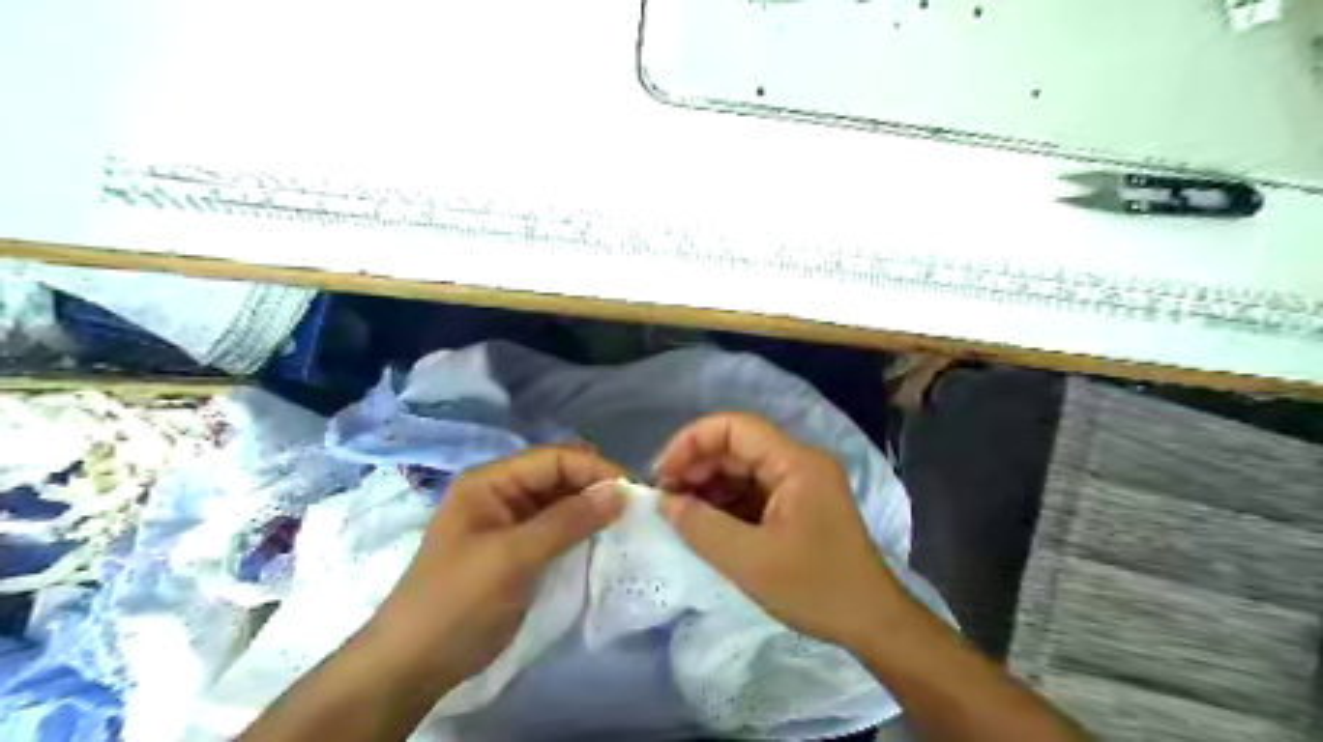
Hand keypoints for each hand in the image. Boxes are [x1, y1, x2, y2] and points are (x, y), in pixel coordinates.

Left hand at [363, 448, 624, 682]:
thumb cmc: (458, 601)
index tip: (632, 491)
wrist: (414, 665)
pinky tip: (604, 540)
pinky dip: (582, 531)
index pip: (553, 458)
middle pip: (559, 476)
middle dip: (595, 487)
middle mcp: (502, 494)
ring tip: (627, 523)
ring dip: (592, 509)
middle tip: (635, 509)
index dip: (594, 469)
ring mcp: (511, 523)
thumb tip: (621, 493)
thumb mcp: (514, 557)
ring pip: (562, 502)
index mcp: (491, 481)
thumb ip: (568, 521)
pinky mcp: (520, 551)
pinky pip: (558, 529)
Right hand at [652, 410, 903, 648]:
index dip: (692, 442)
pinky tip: (705, 524)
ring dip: (708, 486)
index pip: (735, 427)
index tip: (661, 473)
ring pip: (742, 470)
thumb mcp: (750, 560)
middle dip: (697, 467)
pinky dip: (725, 504)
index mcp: (795, 462)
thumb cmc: (816, 588)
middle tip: (665, 498)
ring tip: (679, 513)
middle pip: (737, 446)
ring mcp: (800, 484)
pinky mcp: (798, 505)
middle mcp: (799, 463)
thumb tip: (663, 502)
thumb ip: (701, 526)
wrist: (872, 623)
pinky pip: (753, 492)